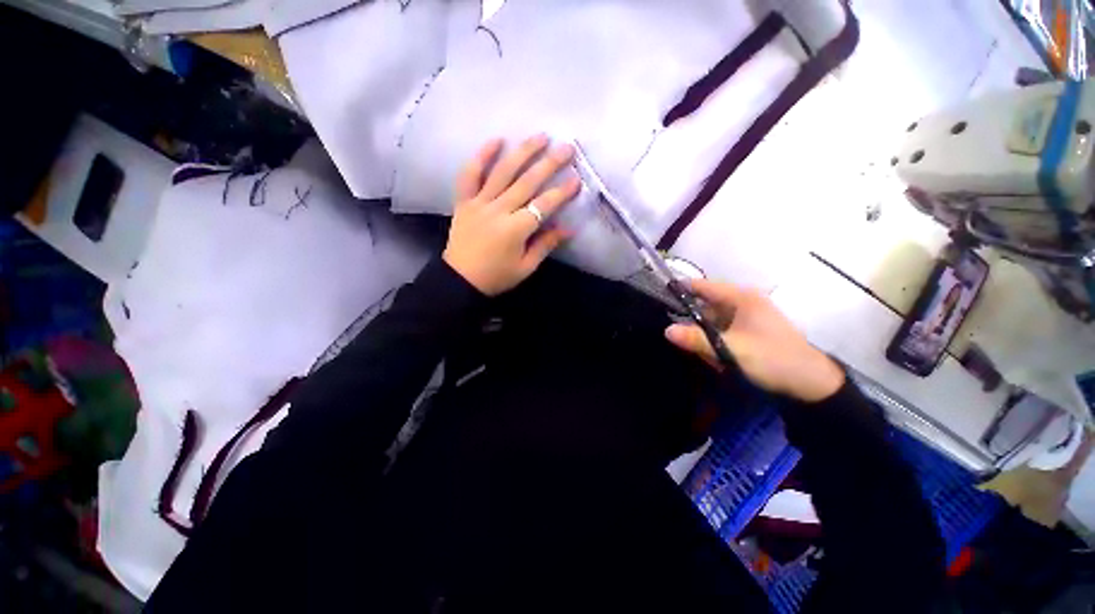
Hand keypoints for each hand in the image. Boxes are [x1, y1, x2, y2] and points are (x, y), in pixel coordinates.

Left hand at [443, 135, 580, 295]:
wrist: (460, 280)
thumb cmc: (496, 277)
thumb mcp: (525, 267)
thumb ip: (545, 245)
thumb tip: (569, 228)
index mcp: (515, 230)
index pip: (543, 205)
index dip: (561, 192)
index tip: (577, 179)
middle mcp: (498, 210)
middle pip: (527, 182)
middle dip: (549, 164)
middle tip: (567, 147)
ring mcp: (479, 203)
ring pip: (502, 172)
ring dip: (523, 152)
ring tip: (540, 136)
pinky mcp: (464, 201)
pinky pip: (470, 175)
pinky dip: (481, 156)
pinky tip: (497, 140)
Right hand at [665, 279, 844, 402]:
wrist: (811, 384)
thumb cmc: (772, 359)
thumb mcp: (731, 350)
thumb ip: (697, 339)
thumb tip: (666, 330)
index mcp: (741, 298)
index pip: (702, 286)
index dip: (680, 289)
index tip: (658, 298)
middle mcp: (742, 302)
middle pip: (704, 305)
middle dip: (690, 320)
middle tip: (675, 336)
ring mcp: (746, 317)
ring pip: (711, 320)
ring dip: (703, 335)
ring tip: (700, 353)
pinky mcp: (748, 331)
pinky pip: (721, 331)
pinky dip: (714, 342)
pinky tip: (714, 358)